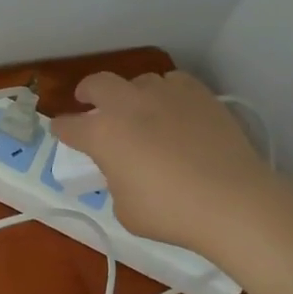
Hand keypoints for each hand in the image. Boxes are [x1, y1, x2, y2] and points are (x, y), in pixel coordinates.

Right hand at [49, 71, 280, 253]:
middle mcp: (127, 105)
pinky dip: (167, 92)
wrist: (231, 200)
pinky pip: (173, 82)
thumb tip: (124, 170)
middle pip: (97, 84)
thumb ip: (116, 181)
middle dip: (88, 92)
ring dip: (132, 93)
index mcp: (102, 134)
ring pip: (138, 81)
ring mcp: (163, 93)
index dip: (62, 129)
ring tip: (141, 110)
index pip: (69, 126)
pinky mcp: (197, 92)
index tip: (61, 131)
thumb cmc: (170, 213)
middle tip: (89, 102)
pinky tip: (175, 108)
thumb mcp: (125, 209)